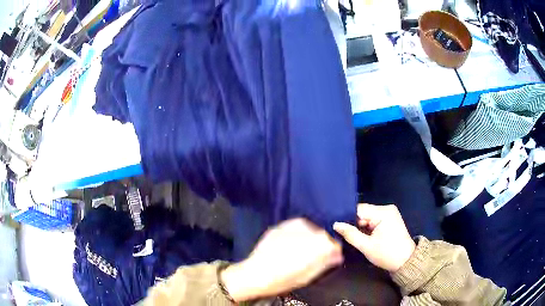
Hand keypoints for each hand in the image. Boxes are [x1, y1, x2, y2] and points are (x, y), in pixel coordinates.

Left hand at [221, 218, 342, 301]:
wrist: (256, 274)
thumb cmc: (284, 279)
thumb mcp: (309, 275)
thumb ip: (326, 263)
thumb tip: (336, 256)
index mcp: (319, 244)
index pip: (333, 244)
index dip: (333, 251)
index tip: (331, 257)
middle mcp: (308, 231)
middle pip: (322, 235)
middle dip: (321, 244)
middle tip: (315, 255)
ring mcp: (292, 227)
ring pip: (310, 228)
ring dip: (310, 237)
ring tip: (302, 249)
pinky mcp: (280, 226)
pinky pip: (295, 226)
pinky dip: (297, 233)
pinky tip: (292, 242)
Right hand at [333, 204, 415, 271]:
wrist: (406, 261)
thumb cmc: (386, 254)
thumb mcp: (366, 246)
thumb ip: (350, 234)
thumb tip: (336, 224)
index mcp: (383, 212)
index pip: (359, 209)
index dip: (346, 217)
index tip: (335, 225)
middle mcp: (387, 208)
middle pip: (363, 212)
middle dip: (353, 222)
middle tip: (342, 232)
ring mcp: (390, 213)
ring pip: (368, 216)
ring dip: (360, 225)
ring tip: (350, 234)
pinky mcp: (390, 219)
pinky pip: (374, 219)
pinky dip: (367, 227)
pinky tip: (361, 234)